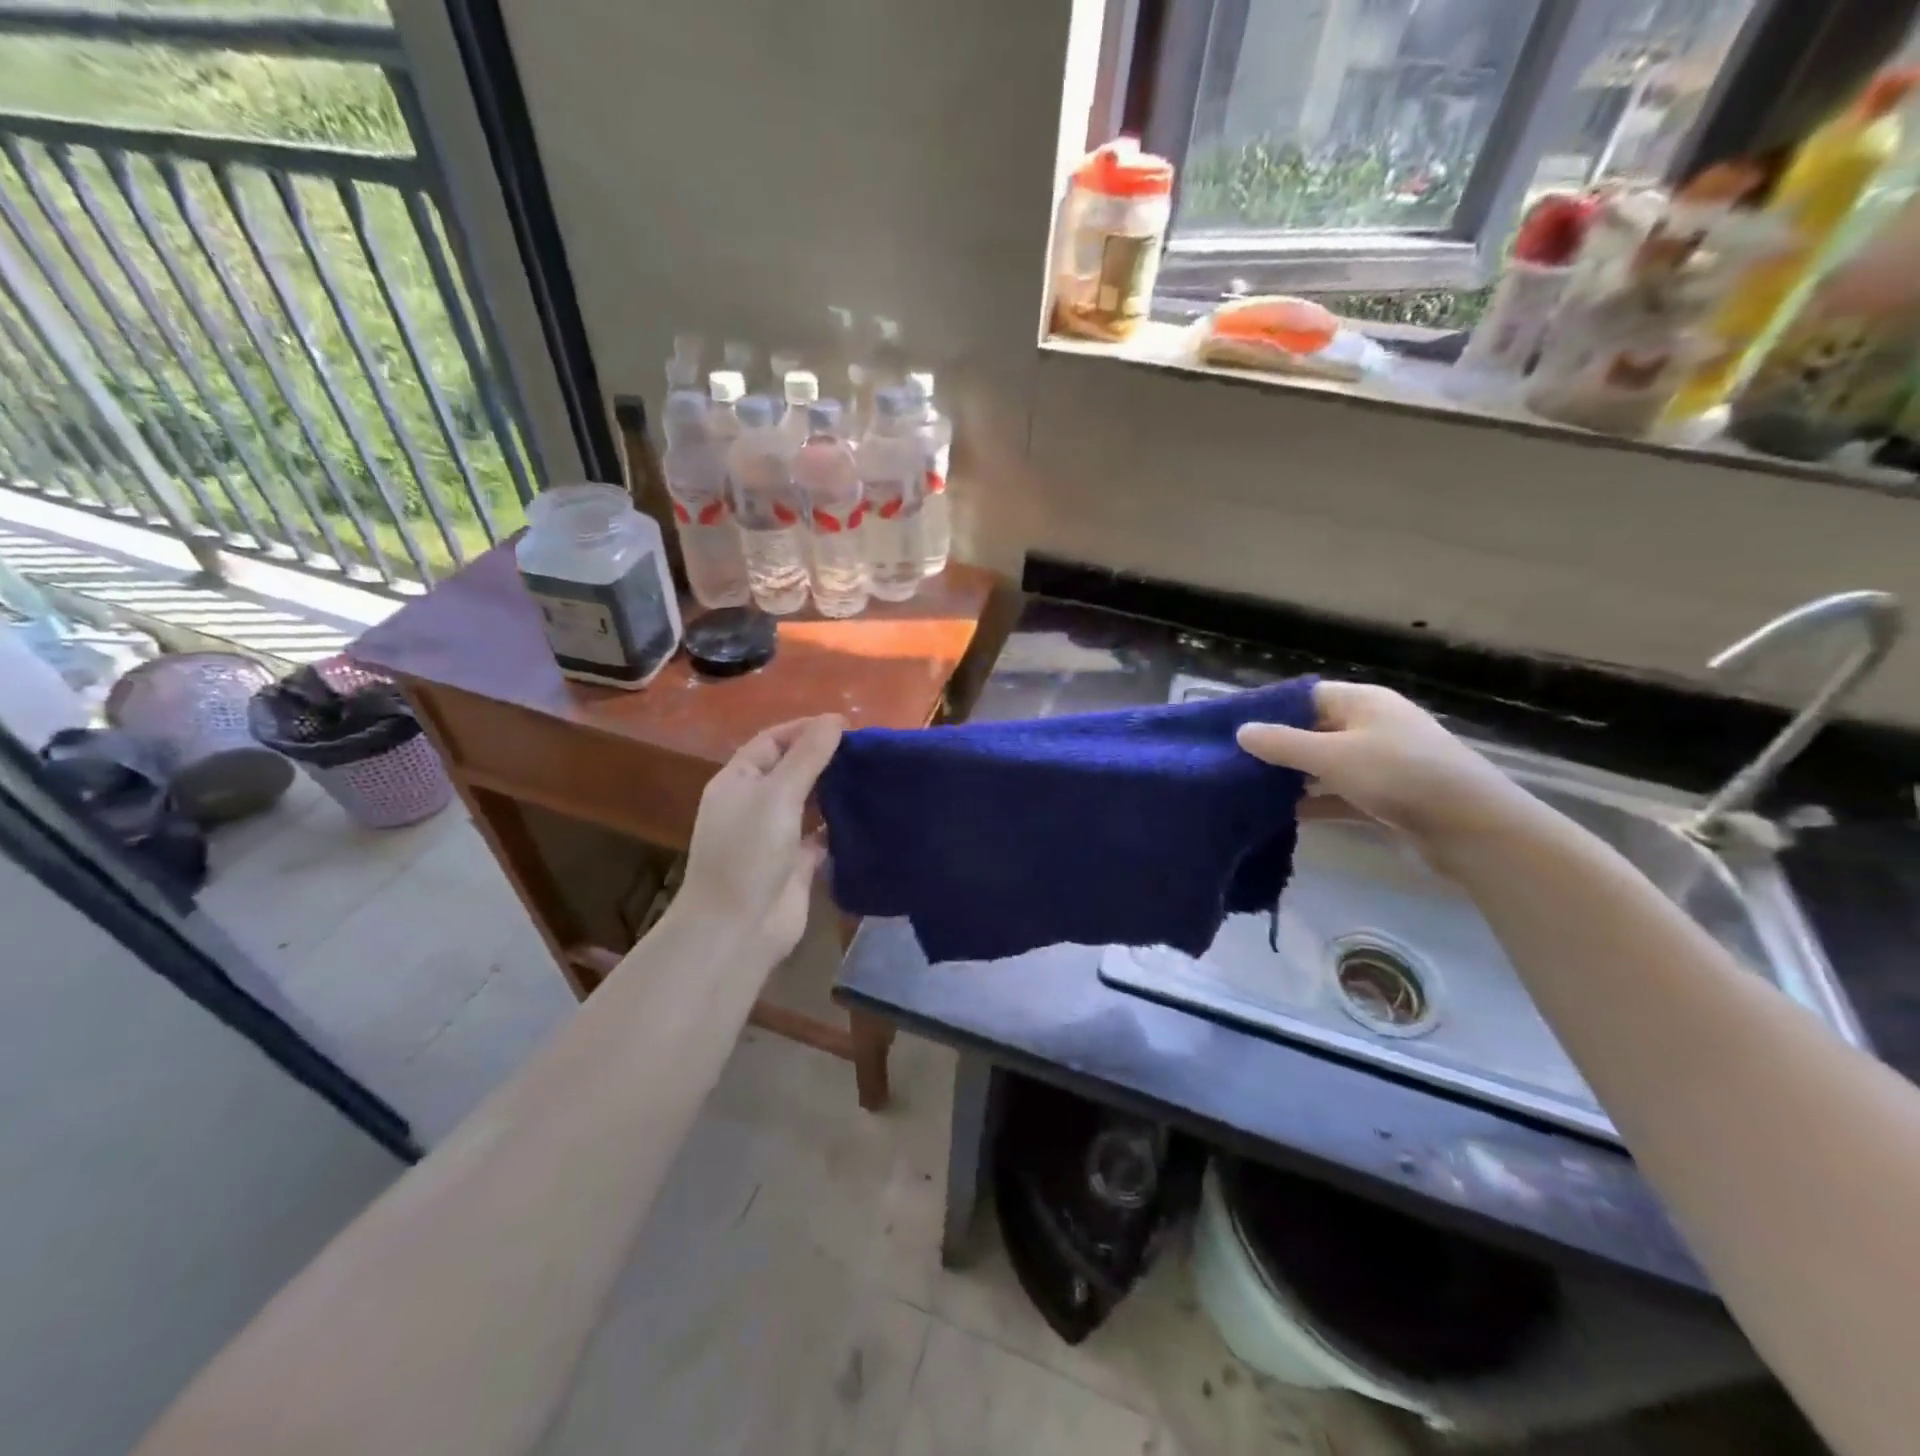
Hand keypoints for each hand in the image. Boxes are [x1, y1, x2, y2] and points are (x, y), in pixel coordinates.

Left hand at [677, 715, 844, 965]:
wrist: (738, 928)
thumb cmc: (749, 852)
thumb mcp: (777, 795)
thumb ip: (807, 756)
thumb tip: (834, 719)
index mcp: (738, 782)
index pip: (771, 742)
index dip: (804, 729)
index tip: (846, 726)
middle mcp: (754, 805)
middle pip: (791, 770)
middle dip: (824, 758)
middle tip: (867, 751)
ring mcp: (775, 836)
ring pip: (809, 803)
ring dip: (835, 790)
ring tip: (873, 775)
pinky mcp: (796, 864)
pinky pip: (821, 836)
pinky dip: (840, 825)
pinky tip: (868, 814)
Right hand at [1237, 682, 1526, 847]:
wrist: (1472, 828)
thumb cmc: (1400, 775)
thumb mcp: (1333, 756)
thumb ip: (1283, 744)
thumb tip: (1241, 731)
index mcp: (1362, 703)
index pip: (1305, 696)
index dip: (1269, 710)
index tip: (1232, 729)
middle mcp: (1371, 727)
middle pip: (1313, 730)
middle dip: (1276, 747)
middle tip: (1232, 762)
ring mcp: (1380, 763)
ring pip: (1325, 765)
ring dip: (1293, 777)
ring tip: (1248, 789)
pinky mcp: (1385, 798)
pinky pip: (1338, 794)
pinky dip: (1314, 802)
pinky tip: (1282, 816)